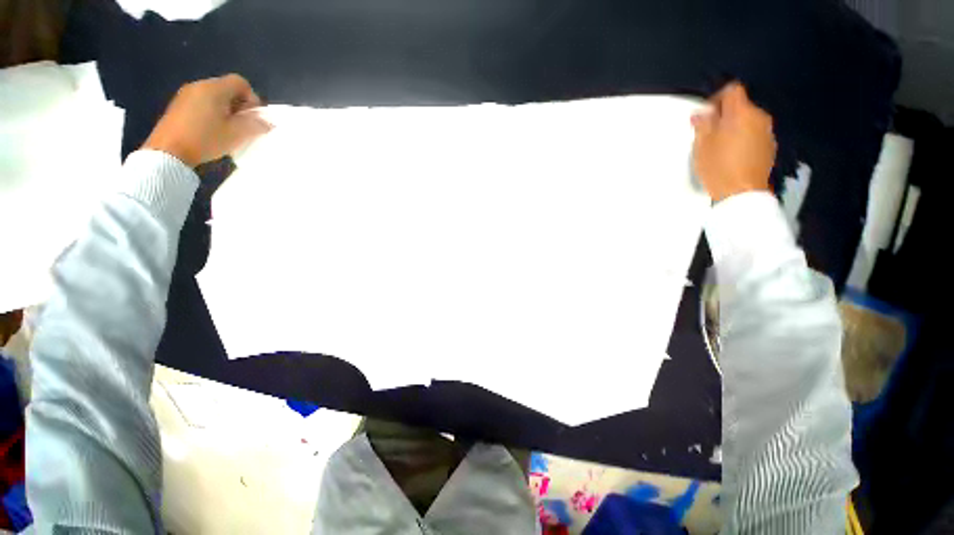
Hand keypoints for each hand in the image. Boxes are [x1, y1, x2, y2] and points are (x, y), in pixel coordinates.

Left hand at [143, 74, 270, 167]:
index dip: (252, 98)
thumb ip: (255, 125)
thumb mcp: (236, 134)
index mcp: (214, 89)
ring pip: (214, 95)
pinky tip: (211, 129)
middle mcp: (199, 85)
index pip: (240, 82)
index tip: (253, 117)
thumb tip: (268, 122)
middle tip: (242, 125)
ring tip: (227, 129)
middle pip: (227, 88)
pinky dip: (212, 112)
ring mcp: (186, 94)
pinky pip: (202, 102)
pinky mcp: (178, 105)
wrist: (168, 151)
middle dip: (239, 104)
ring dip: (226, 109)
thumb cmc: (205, 139)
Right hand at [691, 82, 776, 202]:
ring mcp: (767, 132)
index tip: (706, 114)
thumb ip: (703, 125)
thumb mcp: (702, 145)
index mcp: (741, 113)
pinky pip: (754, 134)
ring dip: (734, 127)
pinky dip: (743, 138)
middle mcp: (759, 117)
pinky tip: (733, 154)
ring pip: (748, 121)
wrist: (742, 193)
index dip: (717, 98)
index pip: (732, 90)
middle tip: (709, 132)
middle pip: (741, 106)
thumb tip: (701, 114)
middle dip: (725, 115)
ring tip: (720, 146)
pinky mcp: (769, 147)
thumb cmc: (718, 167)